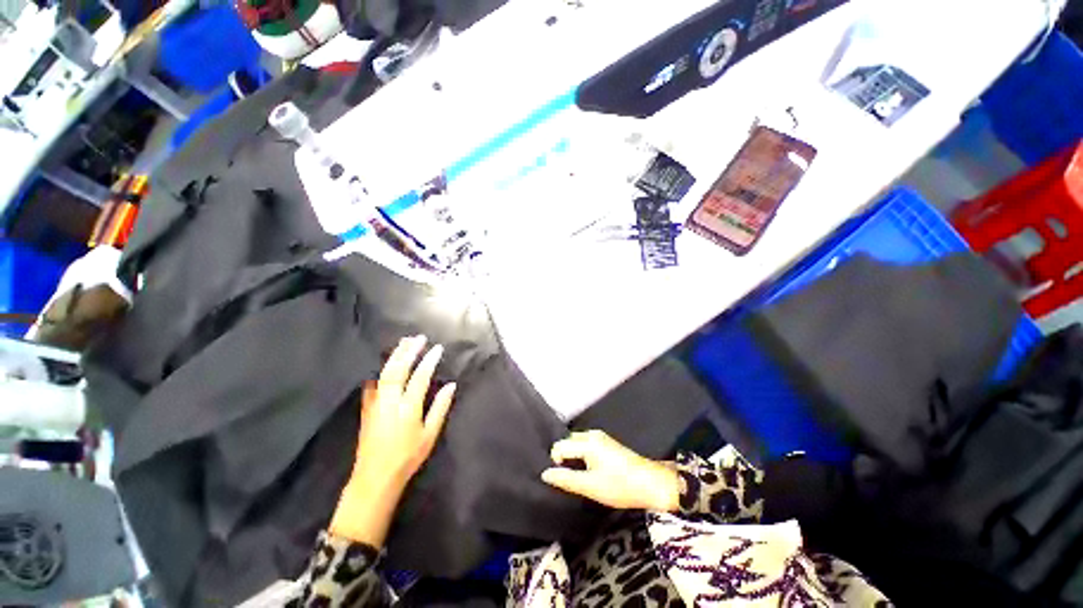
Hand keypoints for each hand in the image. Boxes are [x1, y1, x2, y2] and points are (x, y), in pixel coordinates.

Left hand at [330, 336, 456, 545]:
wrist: (374, 477)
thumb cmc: (407, 457)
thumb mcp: (430, 435)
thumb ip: (440, 408)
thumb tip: (451, 385)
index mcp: (408, 407)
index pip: (420, 376)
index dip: (429, 360)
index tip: (437, 348)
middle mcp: (390, 400)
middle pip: (398, 369)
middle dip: (409, 351)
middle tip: (419, 338)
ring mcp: (375, 403)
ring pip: (384, 373)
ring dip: (395, 356)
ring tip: (404, 343)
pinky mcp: (366, 408)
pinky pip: (373, 384)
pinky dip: (380, 371)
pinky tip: (384, 365)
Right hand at [541, 430, 679, 511]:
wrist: (652, 484)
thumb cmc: (620, 486)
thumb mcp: (590, 486)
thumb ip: (566, 479)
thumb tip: (545, 474)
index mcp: (587, 441)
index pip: (559, 447)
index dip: (556, 463)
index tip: (565, 480)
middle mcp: (592, 434)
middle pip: (567, 442)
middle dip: (564, 459)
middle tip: (572, 479)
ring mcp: (600, 437)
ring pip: (576, 444)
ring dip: (574, 459)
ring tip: (581, 477)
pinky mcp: (607, 443)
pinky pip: (585, 445)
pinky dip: (582, 457)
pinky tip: (591, 472)